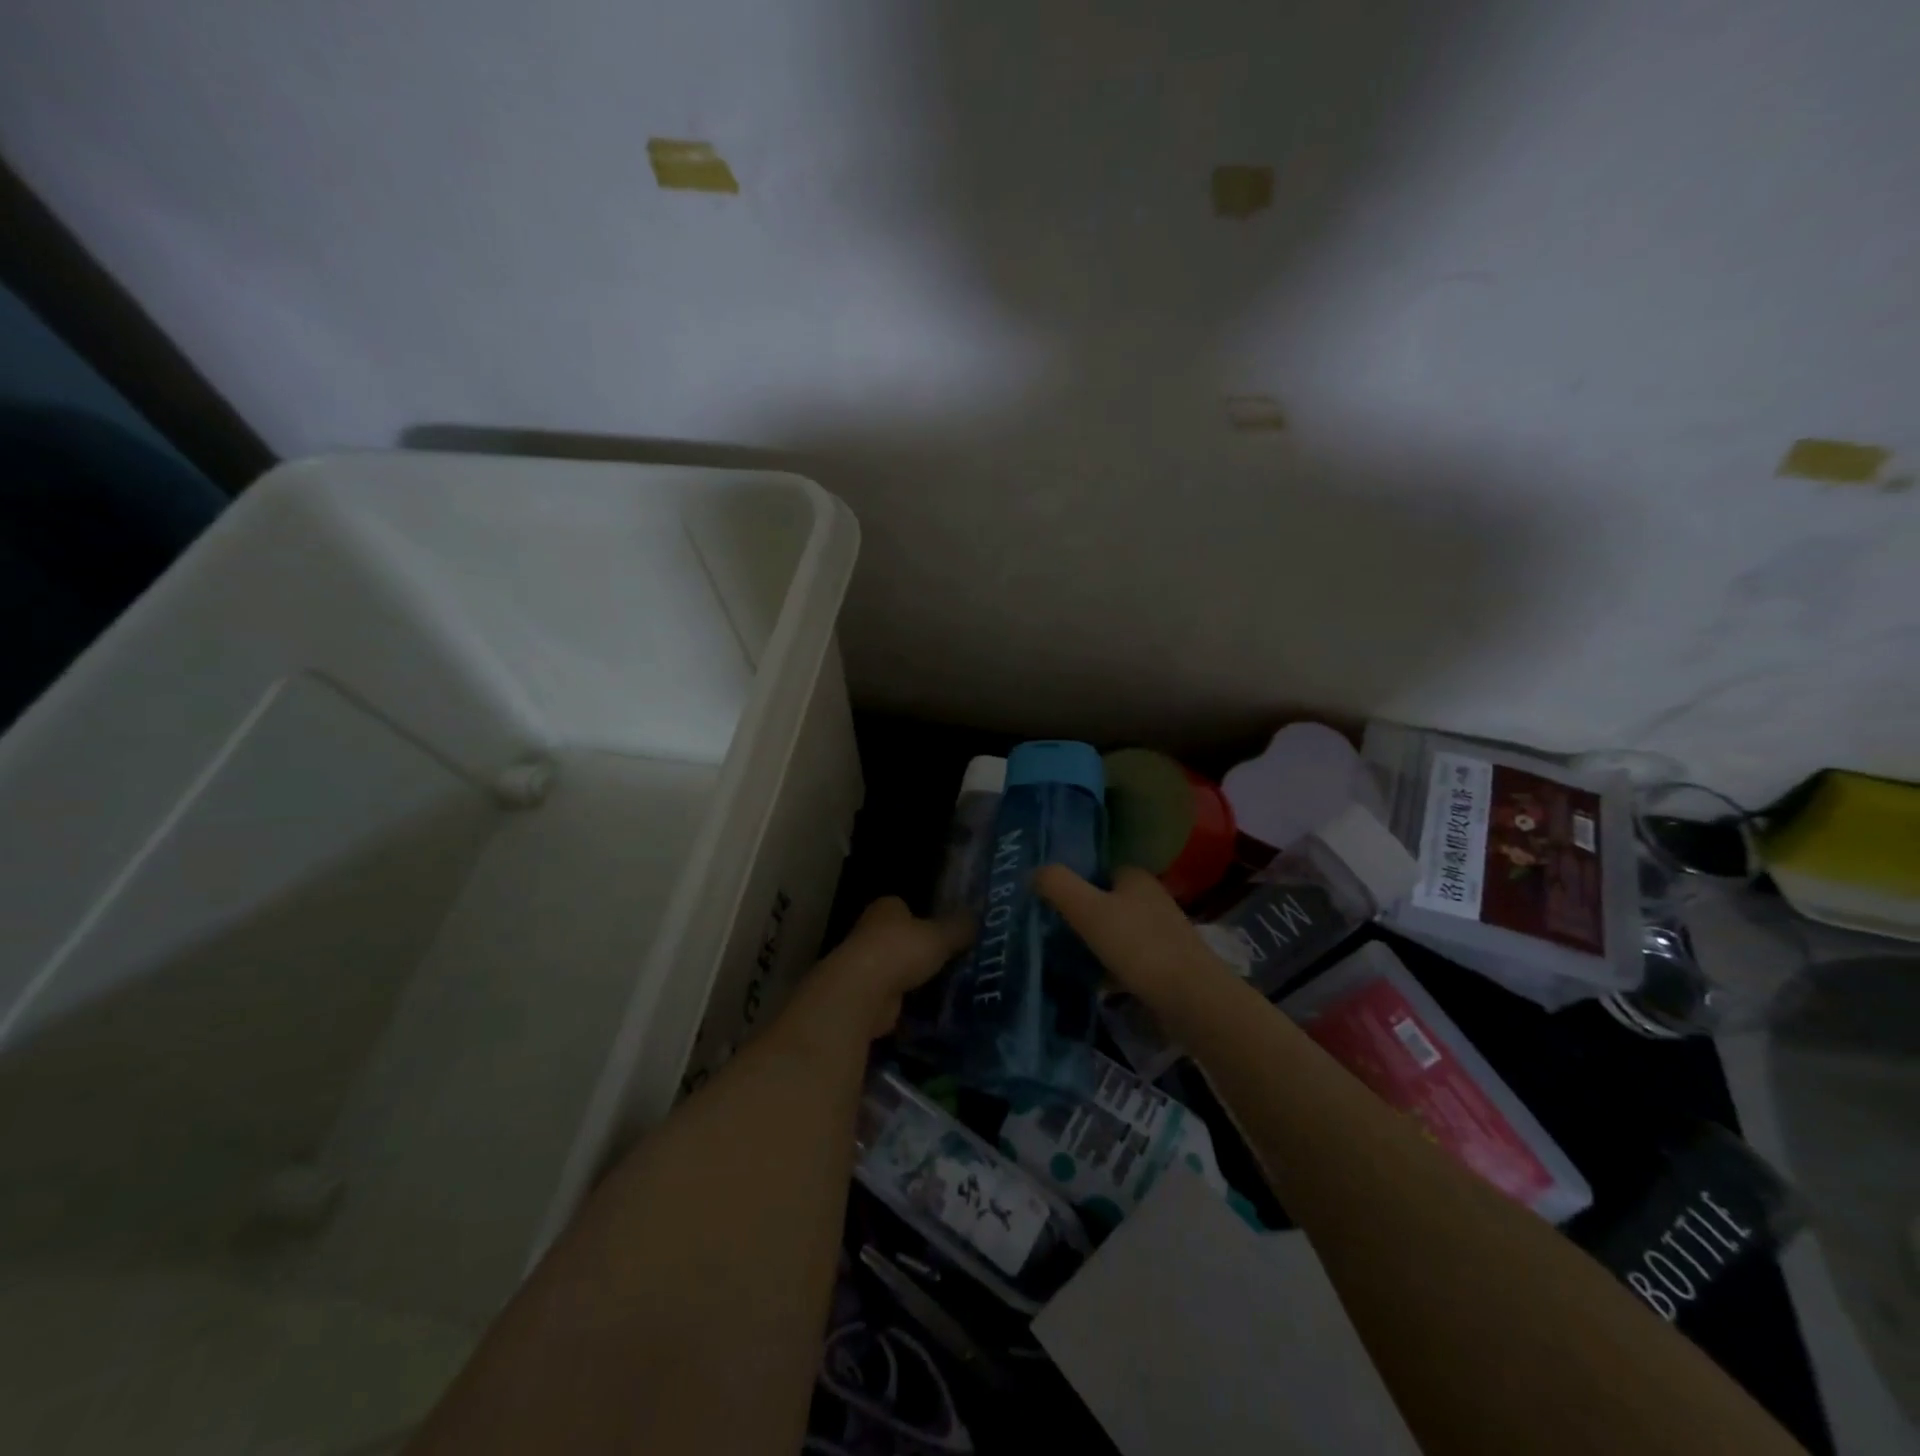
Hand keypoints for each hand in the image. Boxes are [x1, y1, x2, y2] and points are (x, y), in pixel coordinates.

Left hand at [809, 897, 971, 1038]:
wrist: (862, 994)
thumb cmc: (900, 951)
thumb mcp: (940, 936)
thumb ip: (959, 928)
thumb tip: (978, 919)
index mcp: (886, 908)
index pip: (906, 908)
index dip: (926, 918)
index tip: (947, 933)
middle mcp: (871, 931)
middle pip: (902, 939)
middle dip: (921, 950)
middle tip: (954, 962)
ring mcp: (865, 965)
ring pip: (898, 969)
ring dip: (915, 979)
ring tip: (949, 988)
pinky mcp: (866, 997)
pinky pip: (894, 997)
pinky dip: (908, 1004)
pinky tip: (932, 1011)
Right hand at [1037, 864, 1230, 1009]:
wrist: (1191, 999)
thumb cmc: (1138, 945)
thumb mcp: (1087, 910)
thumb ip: (1058, 885)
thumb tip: (1034, 872)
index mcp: (1136, 878)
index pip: (1100, 870)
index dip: (1075, 881)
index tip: (1049, 899)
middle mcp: (1152, 900)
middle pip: (1108, 901)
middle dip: (1083, 914)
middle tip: (1051, 929)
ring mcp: (1163, 934)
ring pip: (1119, 932)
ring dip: (1096, 943)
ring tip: (1065, 957)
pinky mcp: (1167, 965)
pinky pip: (1130, 960)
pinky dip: (1111, 968)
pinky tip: (1094, 983)